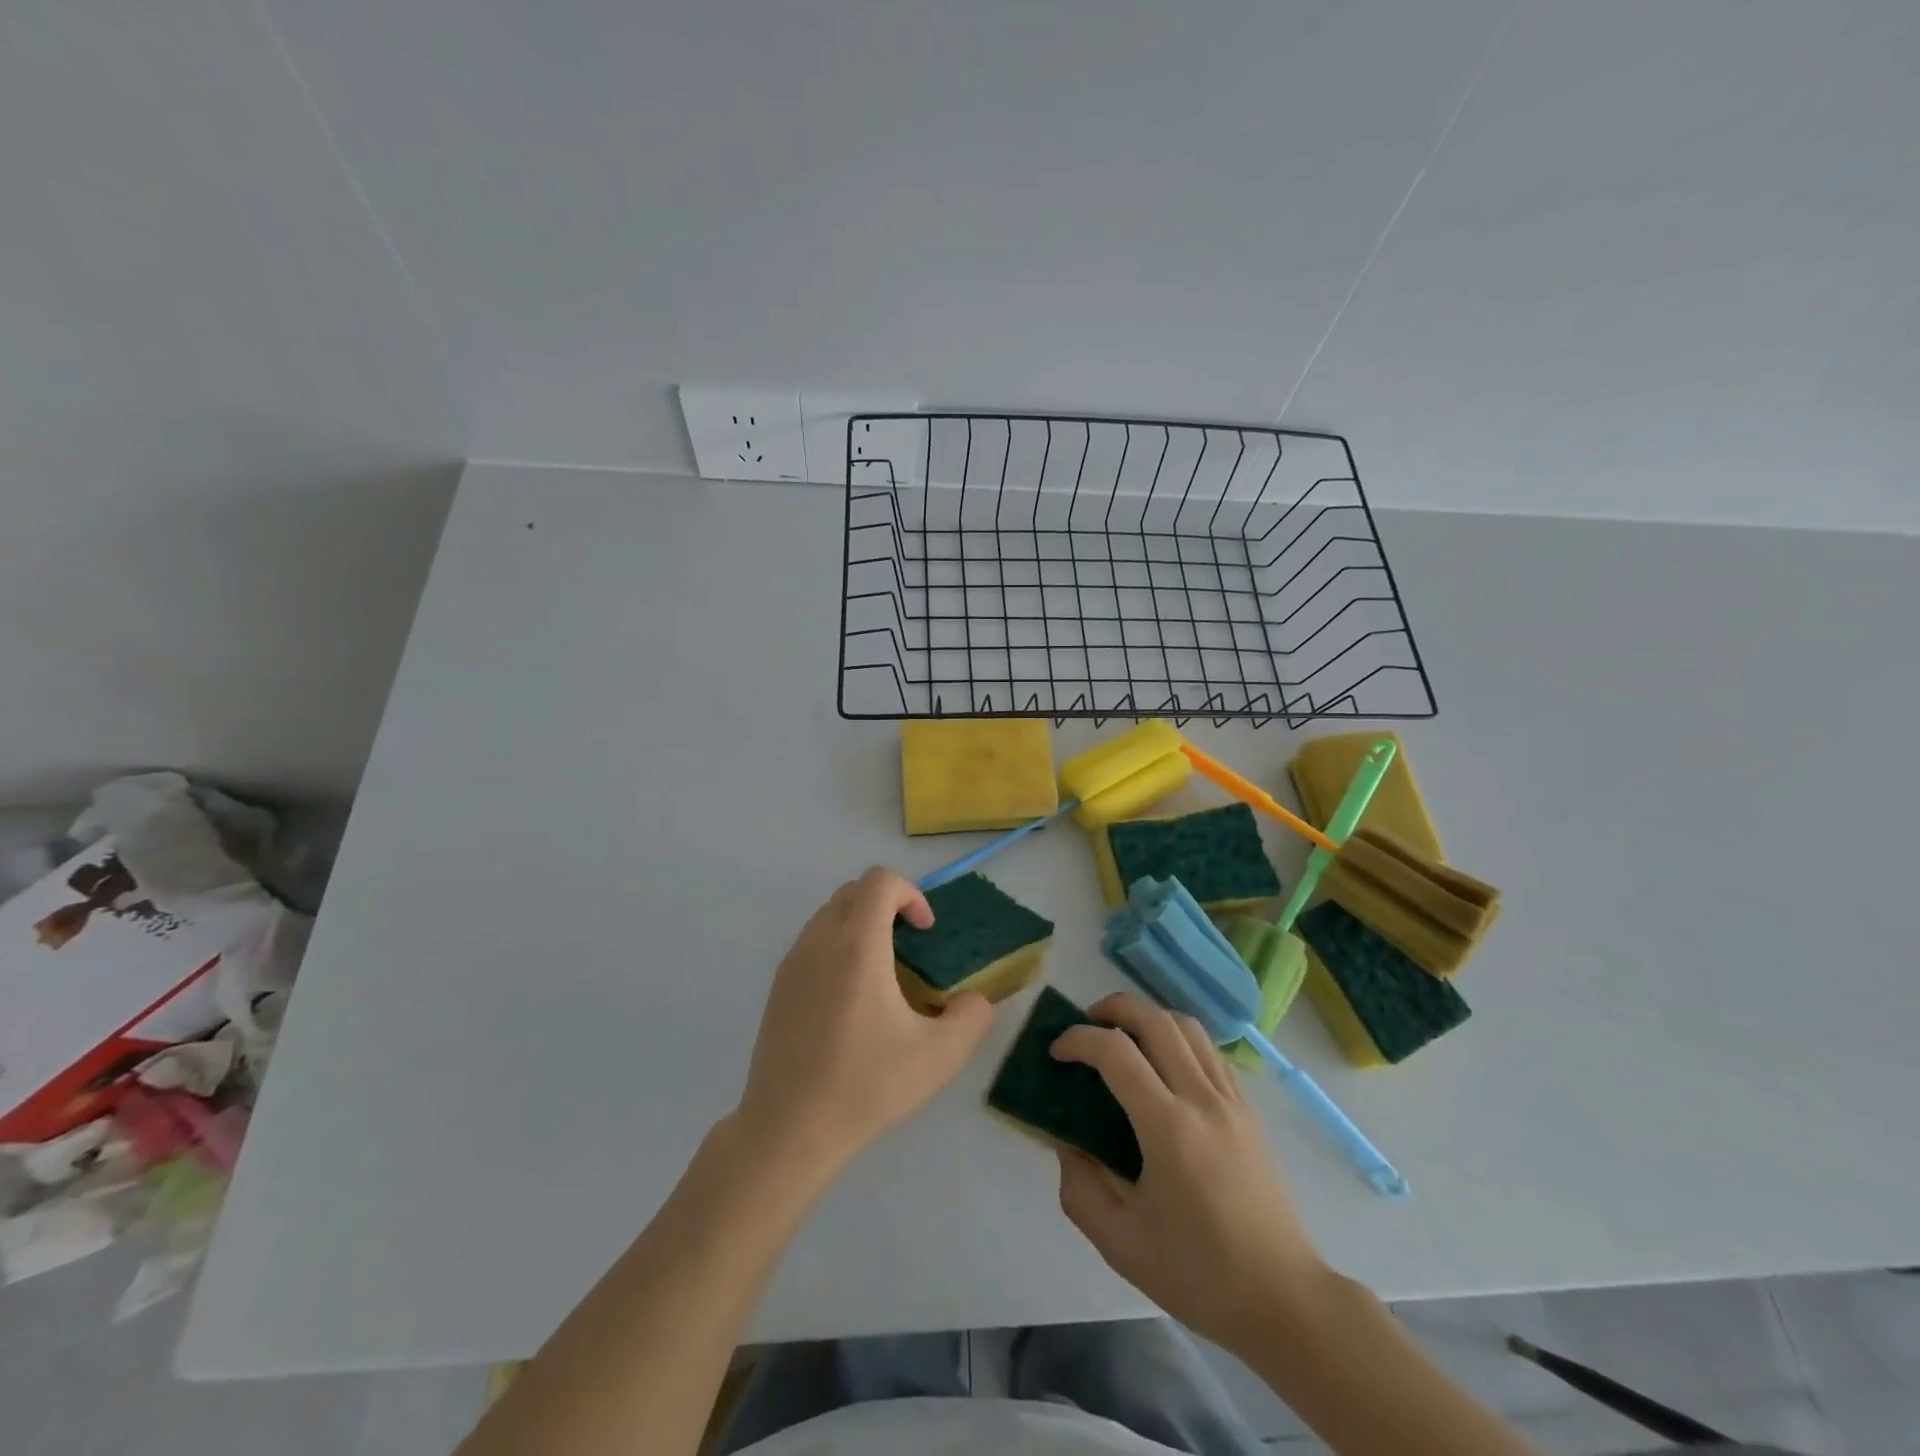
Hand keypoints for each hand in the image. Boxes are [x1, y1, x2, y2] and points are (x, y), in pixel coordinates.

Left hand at [732, 867, 994, 1176]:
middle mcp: (820, 941)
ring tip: (882, 972)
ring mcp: (792, 962)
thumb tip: (976, 1000)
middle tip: (909, 945)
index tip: (926, 932)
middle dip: (887, 904)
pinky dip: (837, 946)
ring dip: (861, 923)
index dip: (911, 894)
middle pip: (854, 890)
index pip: (880, 881)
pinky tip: (850, 999)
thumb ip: (972, 1017)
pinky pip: (812, 941)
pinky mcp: (778, 986)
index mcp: (857, 946)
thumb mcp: (939, 1057)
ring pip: (829, 913)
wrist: (788, 1129)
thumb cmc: (866, 1086)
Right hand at [1050, 992, 1328, 1349]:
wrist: (1283, 1299)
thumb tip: (1066, 1142)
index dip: (1078, 1039)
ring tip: (1124, 1036)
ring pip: (1187, 1026)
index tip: (1056, 1052)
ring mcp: (1232, 1100)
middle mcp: (1202, 1100)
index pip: (1116, 1053)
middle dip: (1113, 1008)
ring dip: (1148, 1017)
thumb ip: (1080, 1188)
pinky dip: (1178, 1039)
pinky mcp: (1248, 1109)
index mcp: (1169, 1129)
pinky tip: (1163, 1066)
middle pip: (1155, 1020)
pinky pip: (1209, 1051)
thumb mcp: (1120, 1244)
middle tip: (1087, 1024)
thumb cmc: (1200, 1275)